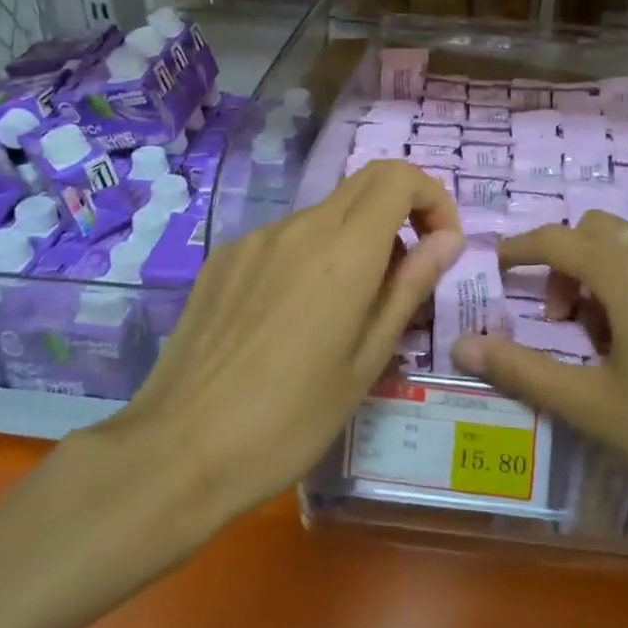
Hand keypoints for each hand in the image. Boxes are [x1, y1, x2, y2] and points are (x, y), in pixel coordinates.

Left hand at [93, 161, 463, 528]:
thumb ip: (409, 287)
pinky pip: (285, 239)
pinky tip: (294, 318)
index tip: (440, 246)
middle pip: (365, 182)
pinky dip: (312, 256)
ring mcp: (255, 239)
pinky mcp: (224, 258)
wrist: (179, 451)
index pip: (399, 177)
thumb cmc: (289, 420)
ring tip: (347, 311)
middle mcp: (299, 228)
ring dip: (355, 240)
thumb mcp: (366, 361)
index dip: (432, 198)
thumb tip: (448, 239)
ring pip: (325, 214)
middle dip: (401, 211)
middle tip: (405, 273)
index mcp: (343, 252)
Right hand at [452, 211, 627, 550]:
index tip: (498, 270)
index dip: (520, 249)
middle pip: (596, 230)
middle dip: (564, 262)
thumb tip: (462, 345)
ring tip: (605, 336)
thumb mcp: (592, 408)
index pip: (557, 239)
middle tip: (560, 320)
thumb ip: (522, 370)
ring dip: (603, 270)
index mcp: (627, 275)